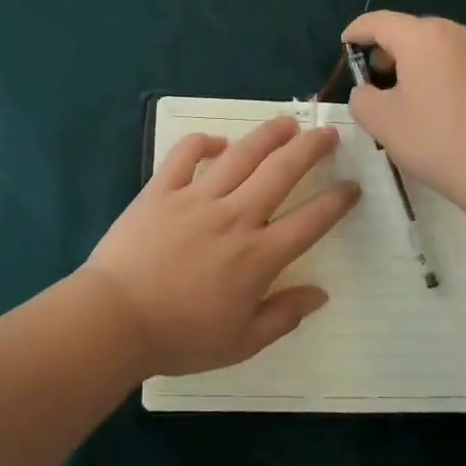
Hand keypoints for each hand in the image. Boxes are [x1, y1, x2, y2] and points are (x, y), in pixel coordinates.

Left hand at [84, 116, 362, 376]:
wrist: (114, 321)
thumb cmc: (179, 337)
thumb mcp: (241, 342)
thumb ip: (284, 316)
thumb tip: (320, 294)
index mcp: (258, 256)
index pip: (311, 221)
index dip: (337, 201)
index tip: (351, 187)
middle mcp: (235, 217)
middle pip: (282, 172)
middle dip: (311, 149)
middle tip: (328, 134)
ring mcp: (196, 198)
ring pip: (241, 155)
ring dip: (268, 135)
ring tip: (287, 123)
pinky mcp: (161, 191)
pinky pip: (185, 155)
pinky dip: (204, 143)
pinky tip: (218, 142)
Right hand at [342, 11, 465, 202]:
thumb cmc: (434, 140)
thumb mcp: (379, 120)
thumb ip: (361, 97)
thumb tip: (369, 91)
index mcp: (424, 37)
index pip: (380, 21)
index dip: (357, 31)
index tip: (345, 44)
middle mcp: (459, 33)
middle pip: (413, 31)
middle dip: (389, 50)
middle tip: (374, 78)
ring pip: (440, 48)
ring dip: (418, 63)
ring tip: (407, 96)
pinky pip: (463, 65)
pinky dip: (444, 75)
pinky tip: (440, 108)